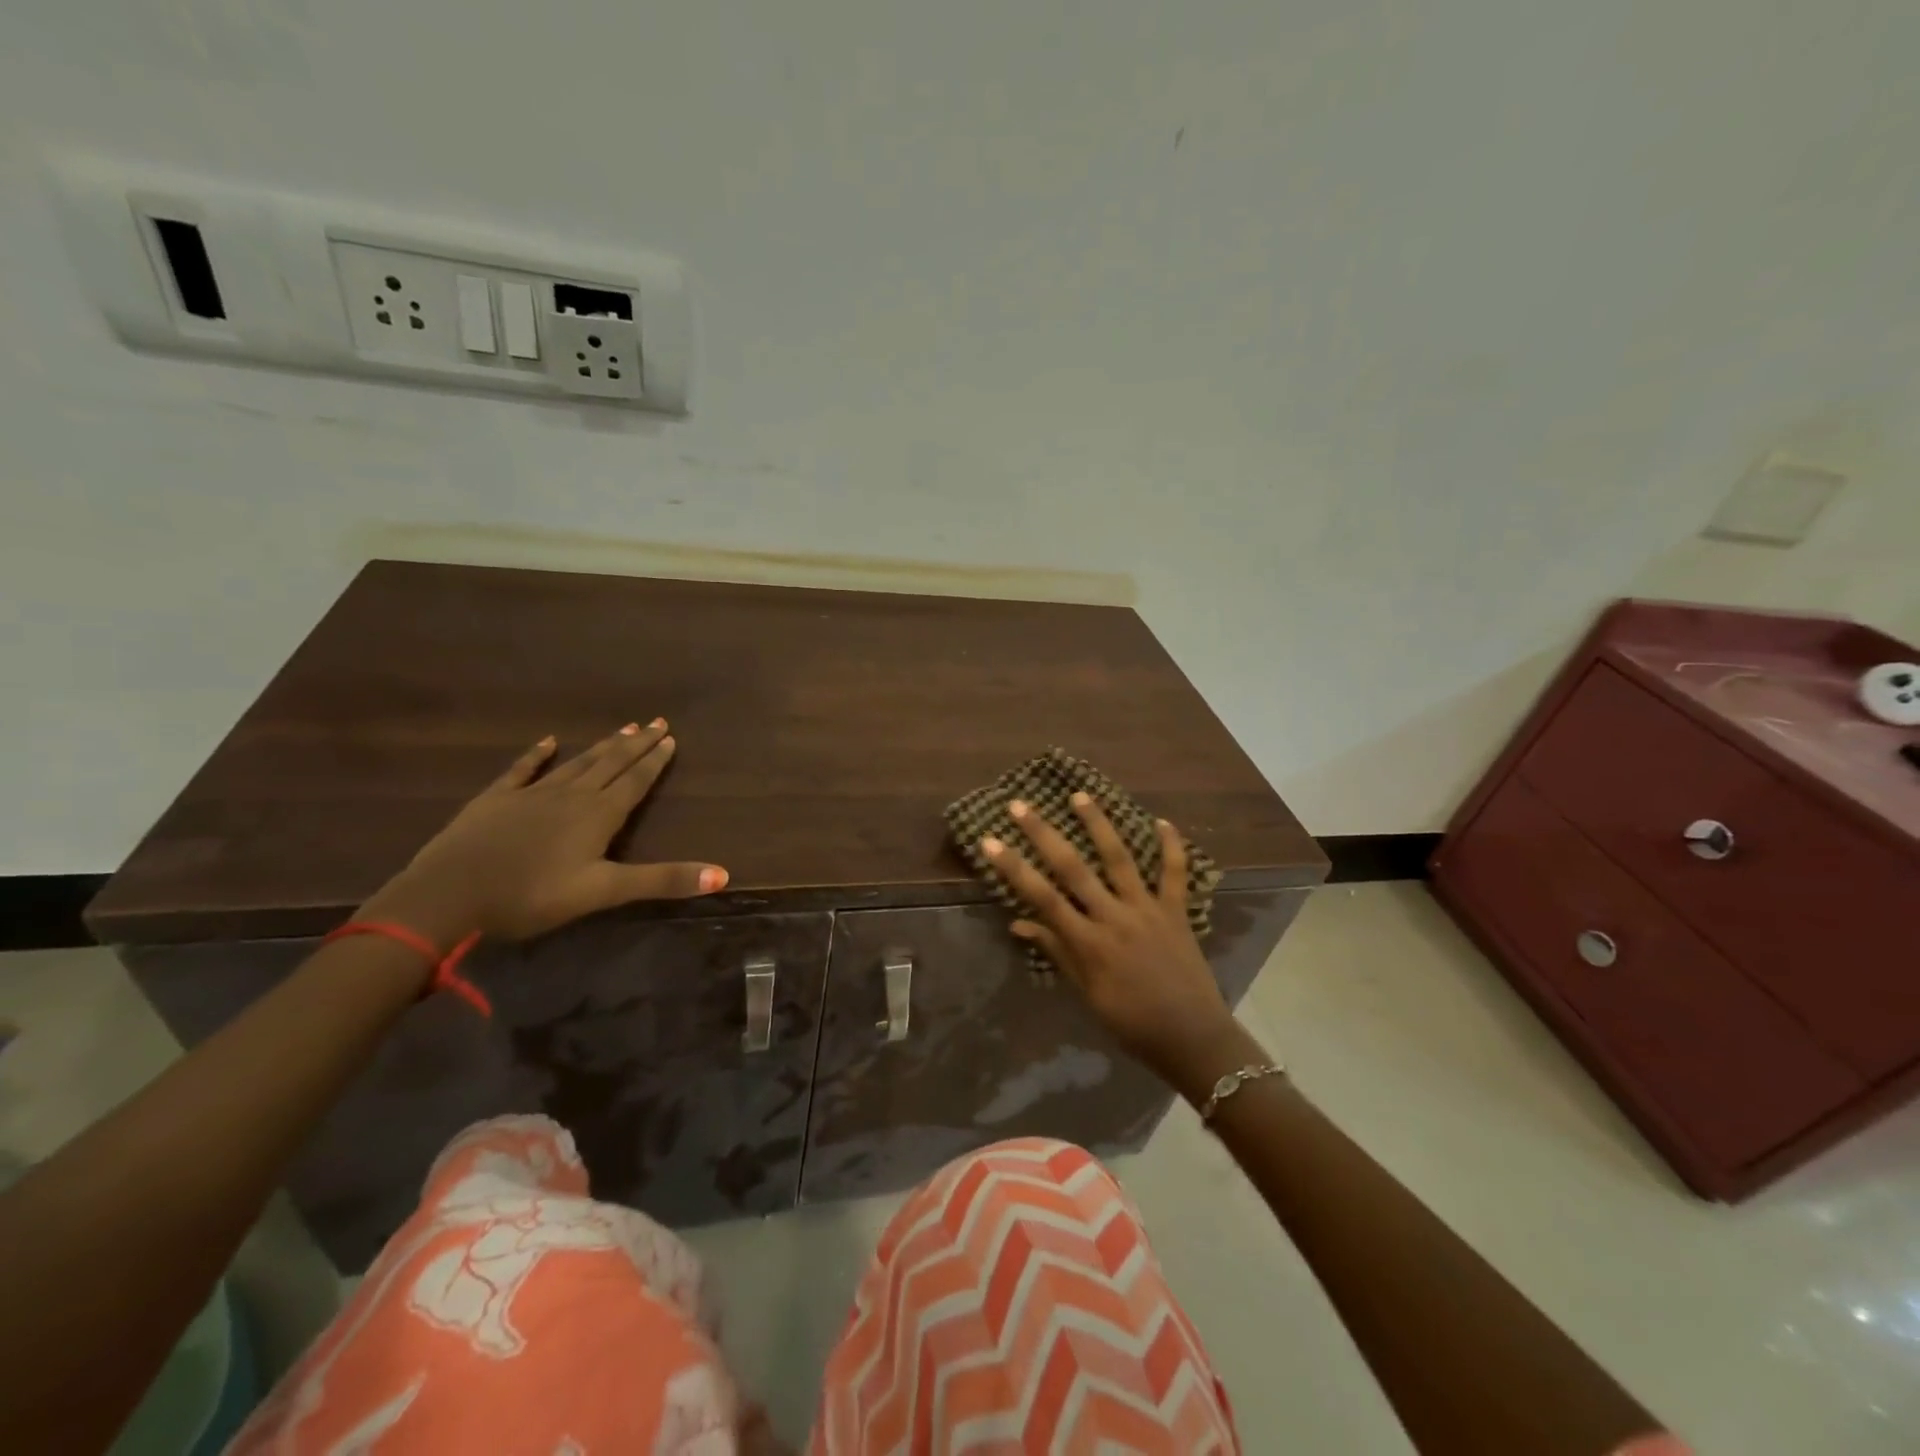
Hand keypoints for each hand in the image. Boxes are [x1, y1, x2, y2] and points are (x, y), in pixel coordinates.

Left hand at [362, 720, 726, 945]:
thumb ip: (662, 880)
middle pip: (610, 764)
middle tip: (656, 722)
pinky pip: (523, 769)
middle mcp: (571, 795)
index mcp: (598, 815)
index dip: (655, 761)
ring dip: (602, 746)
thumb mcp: (603, 892)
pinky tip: (549, 741)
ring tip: (623, 728)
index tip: (671, 737)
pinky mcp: (496, 800)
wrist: (447, 896)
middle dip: (636, 745)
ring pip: (576, 763)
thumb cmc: (531, 896)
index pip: (635, 781)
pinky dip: (538, 755)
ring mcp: (531, 794)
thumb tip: (723, 875)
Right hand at [980, 793, 1242, 1087]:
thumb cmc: (1131, 1022)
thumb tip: (1018, 923)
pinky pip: (1174, 873)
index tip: (990, 841)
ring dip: (1099, 824)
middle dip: (1043, 834)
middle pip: (1073, 868)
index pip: (1042, 897)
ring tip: (1080, 795)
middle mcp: (1114, 917)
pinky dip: (1171, 846)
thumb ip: (1056, 952)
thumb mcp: (1086, 993)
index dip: (1014, 868)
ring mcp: (1147, 910)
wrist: (1191, 1037)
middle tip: (1020, 805)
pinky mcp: (1176, 911)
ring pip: (1119, 858)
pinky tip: (1162, 821)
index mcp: (1088, 942)